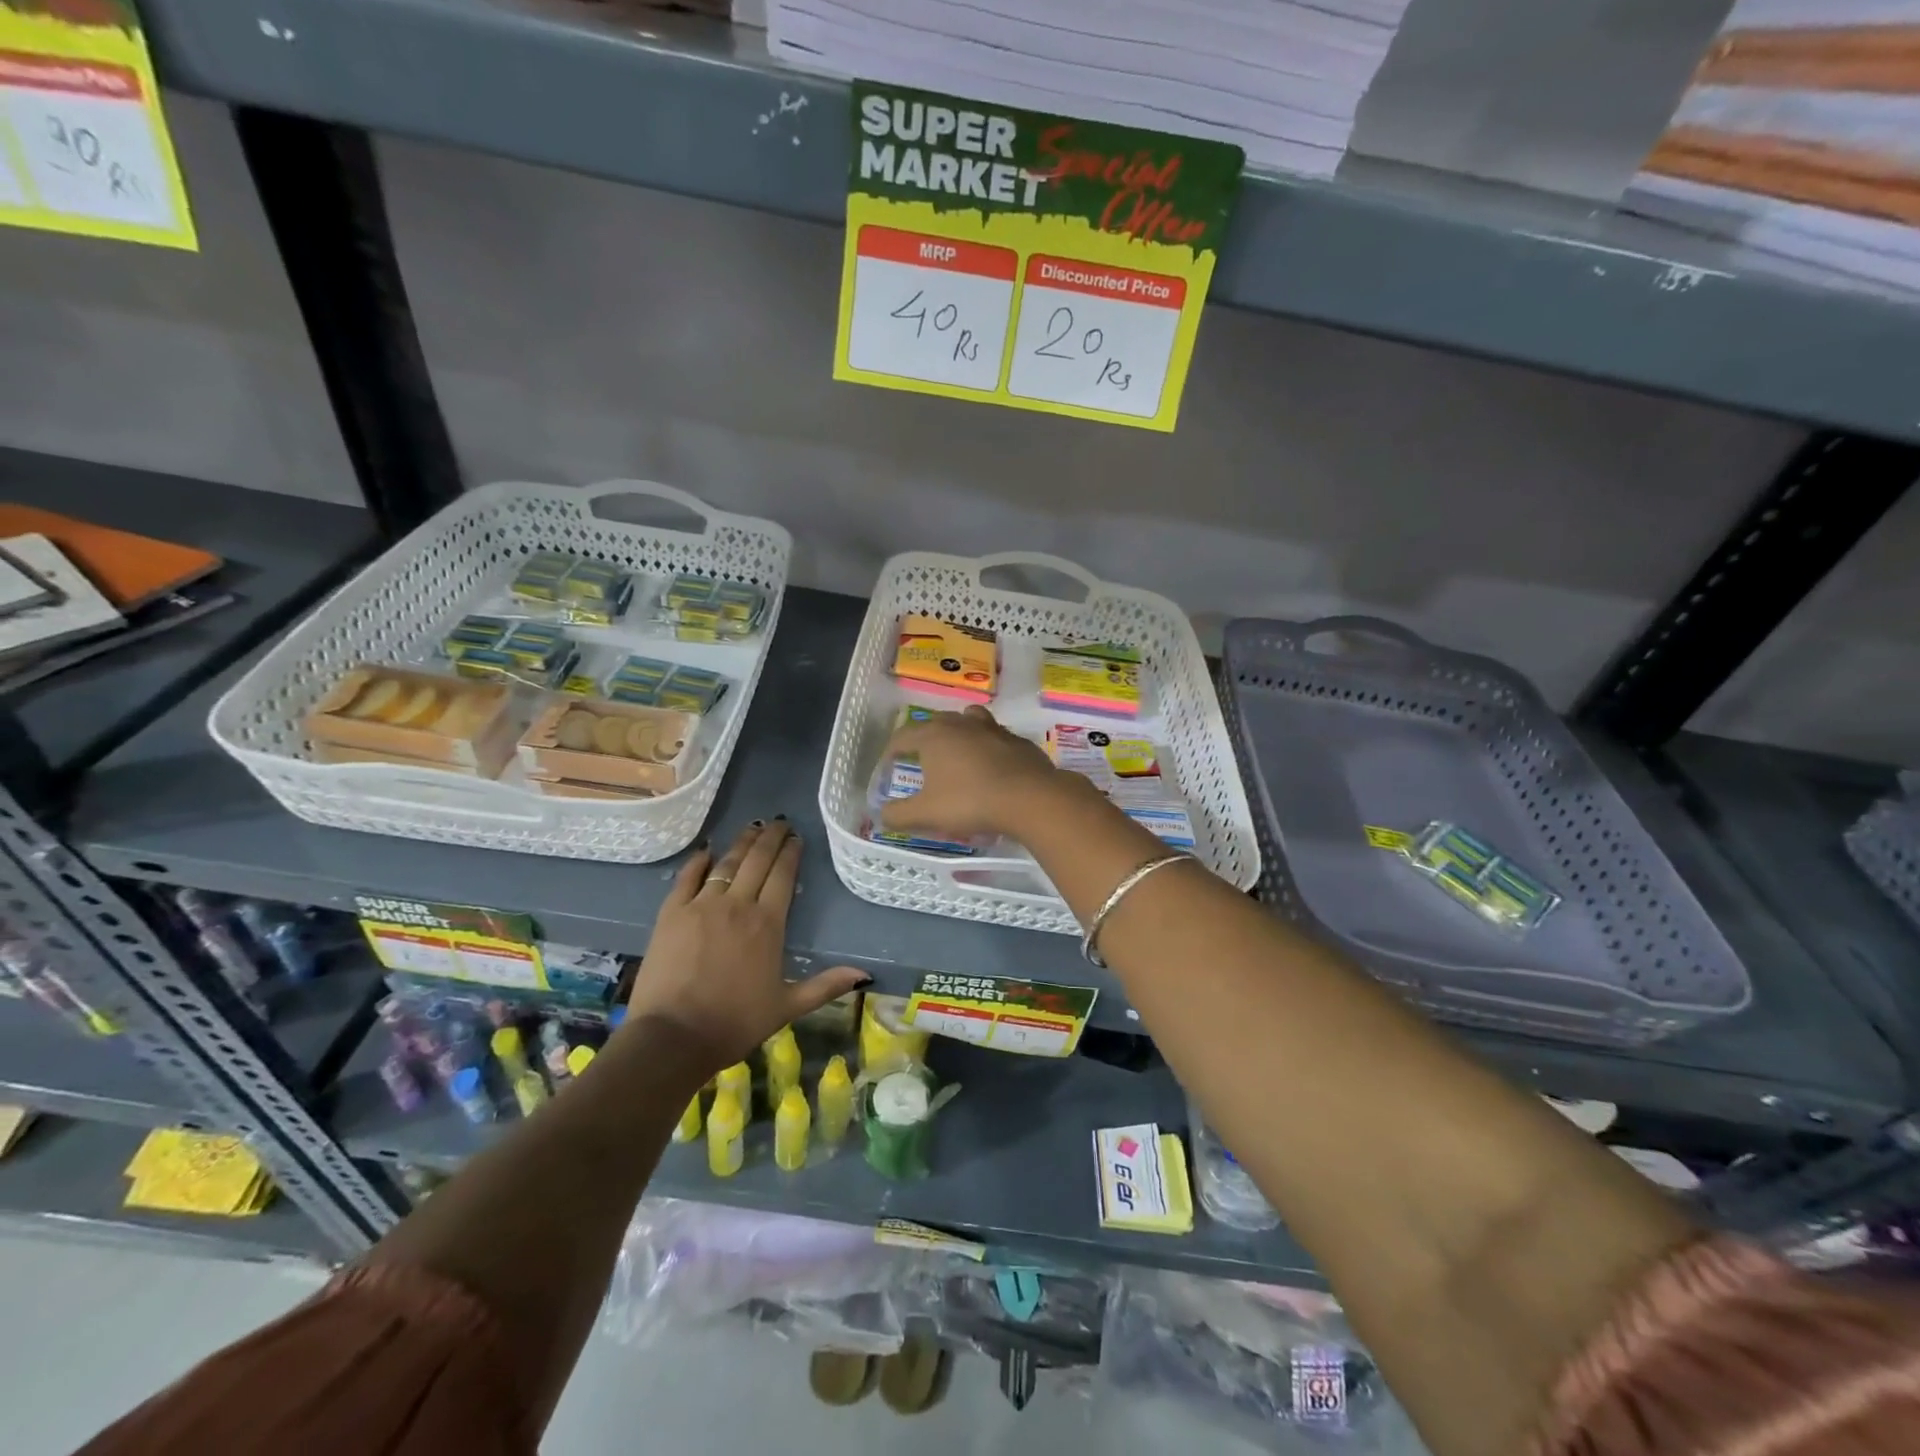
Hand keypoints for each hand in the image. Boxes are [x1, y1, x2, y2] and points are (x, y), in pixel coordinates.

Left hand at [624, 820, 867, 1072]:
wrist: (673, 1036)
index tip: (796, 838)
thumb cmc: (735, 1022)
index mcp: (768, 923)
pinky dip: (698, 861)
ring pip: (726, 863)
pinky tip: (707, 850)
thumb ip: (825, 986)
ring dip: (741, 842)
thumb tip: (864, 975)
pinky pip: (687, 877)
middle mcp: (737, 905)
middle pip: (757, 861)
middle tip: (779, 822)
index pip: (783, 876)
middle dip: (770, 838)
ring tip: (752, 827)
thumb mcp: (787, 1007)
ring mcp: (701, 906)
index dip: (791, 853)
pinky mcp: (671, 913)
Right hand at [878, 705, 1081, 842]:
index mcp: (934, 736)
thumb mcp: (926, 814)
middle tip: (921, 758)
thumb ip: (899, 815)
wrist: (1029, 798)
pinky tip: (991, 767)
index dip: (892, 750)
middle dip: (925, 737)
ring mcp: (993, 729)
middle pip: (936, 722)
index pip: (903, 736)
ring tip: (957, 750)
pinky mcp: (1018, 741)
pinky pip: (996, 737)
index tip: (889, 765)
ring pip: (969, 719)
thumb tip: (882, 814)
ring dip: (959, 732)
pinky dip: (988, 747)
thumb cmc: (970, 802)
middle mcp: (961, 724)